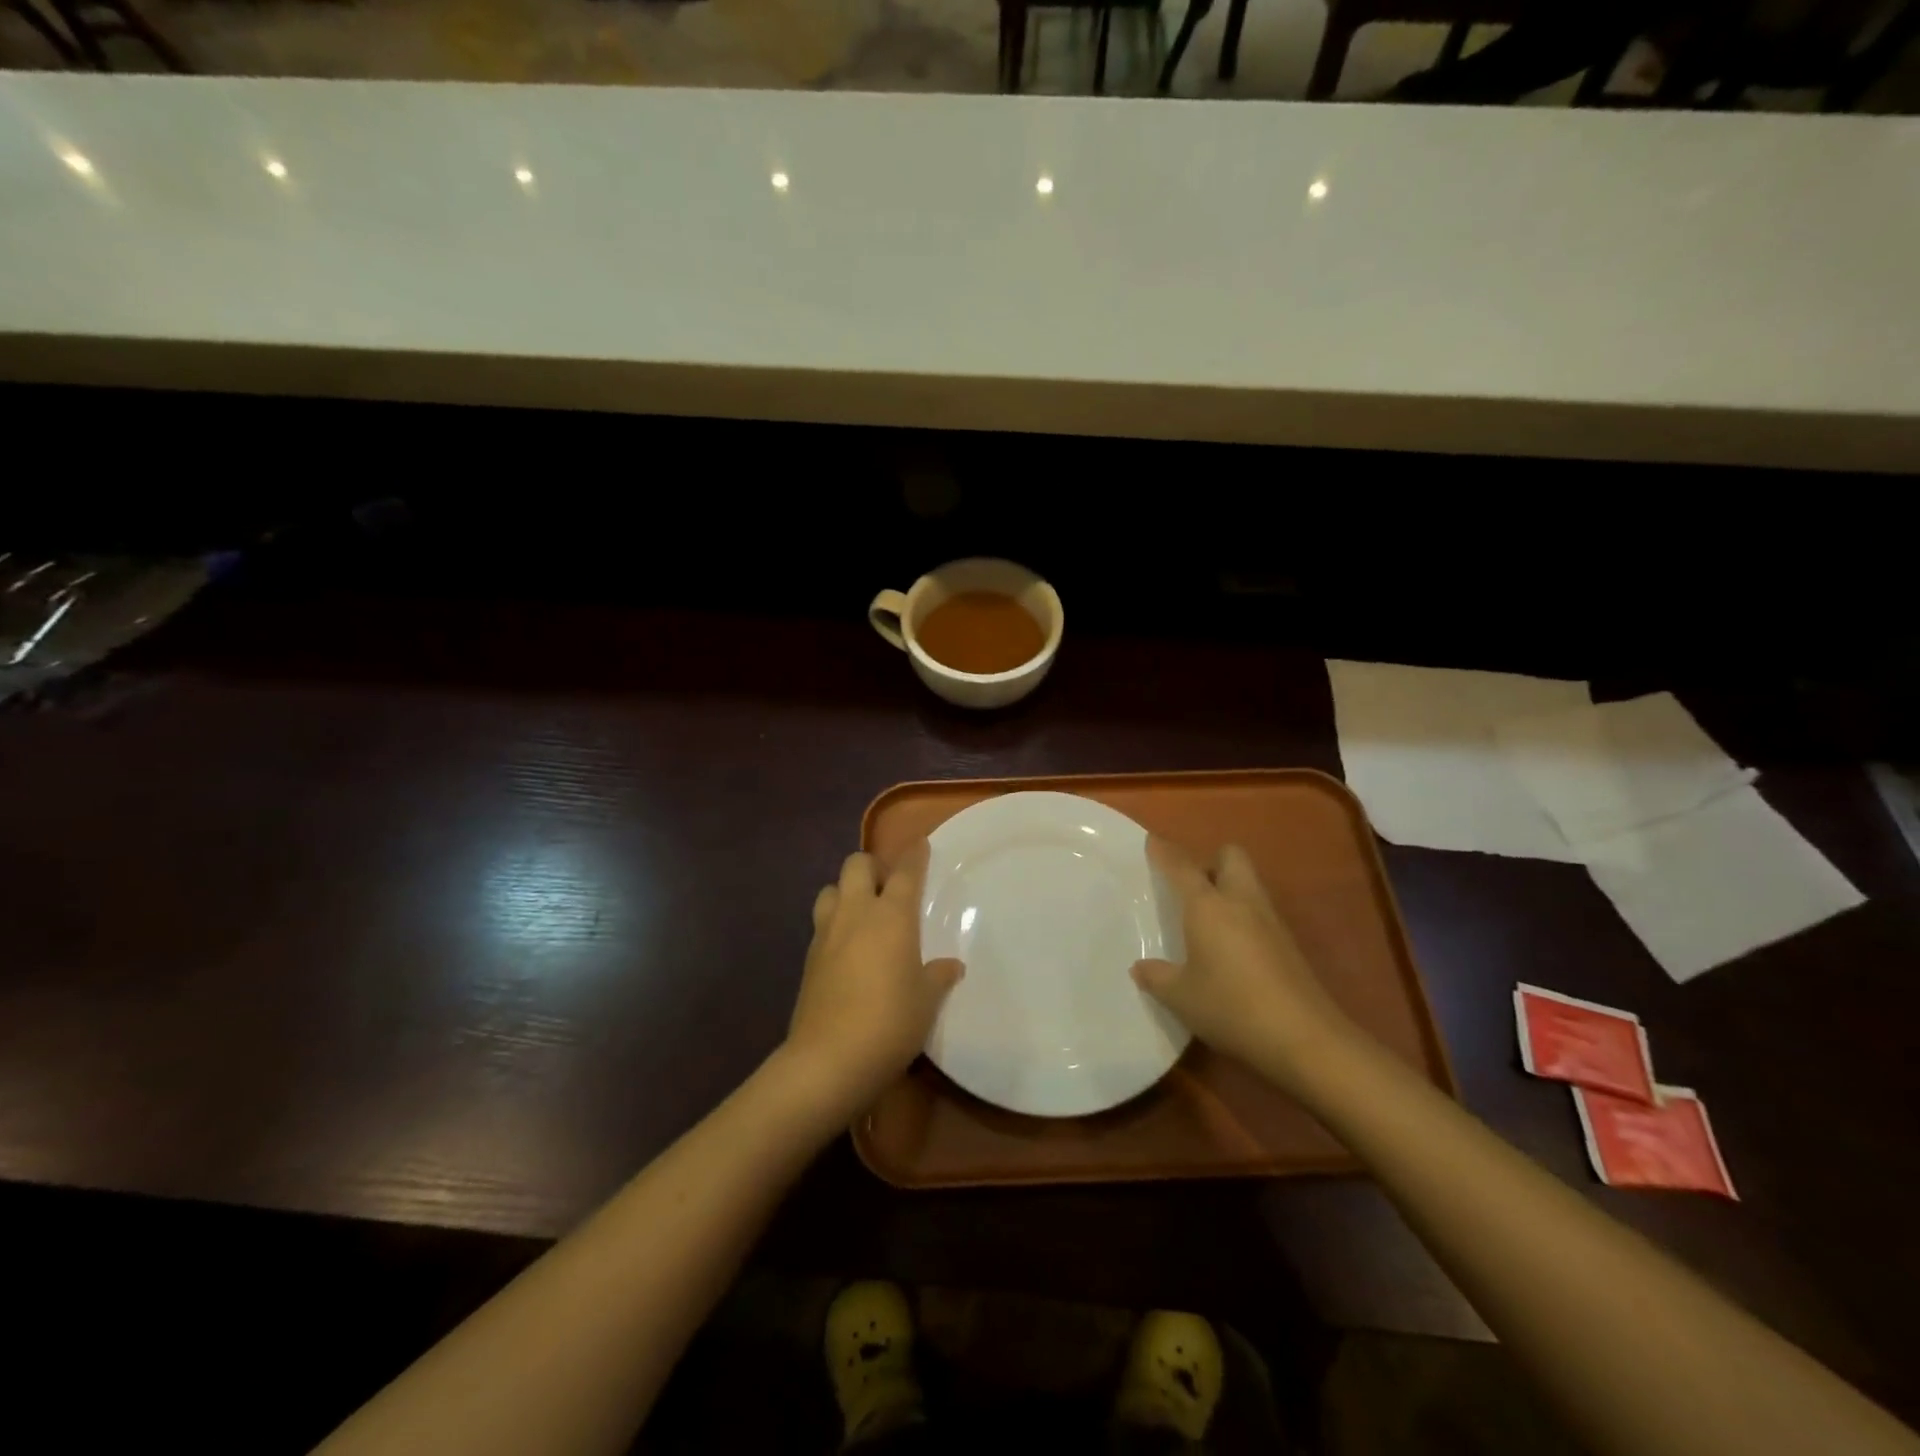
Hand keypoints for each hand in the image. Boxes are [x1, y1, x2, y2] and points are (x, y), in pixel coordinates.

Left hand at [785, 842, 962, 1111]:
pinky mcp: (808, 958)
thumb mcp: (926, 1001)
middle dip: (872, 866)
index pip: (904, 871)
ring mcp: (826, 934)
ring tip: (863, 914)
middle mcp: (855, 913)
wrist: (828, 1060)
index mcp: (891, 916)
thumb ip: (938, 976)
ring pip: (830, 890)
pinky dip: (835, 924)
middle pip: (856, 865)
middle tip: (888, 886)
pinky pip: (822, 924)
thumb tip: (951, 966)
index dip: (914, 855)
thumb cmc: (890, 1022)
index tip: (921, 844)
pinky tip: (848, 948)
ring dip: (846, 891)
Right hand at [1132, 838, 1358, 1092]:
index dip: (1165, 852)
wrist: (1304, 1039)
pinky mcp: (1288, 945)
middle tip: (1189, 888)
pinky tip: (1230, 949)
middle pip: (1230, 857)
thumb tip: (1140, 967)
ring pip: (1249, 884)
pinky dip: (1243, 917)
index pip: (1182, 867)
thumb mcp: (1180, 997)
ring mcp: (1270, 922)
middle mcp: (1241, 902)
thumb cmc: (1231, 1007)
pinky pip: (1259, 913)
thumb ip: (1157, 977)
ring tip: (1206, 919)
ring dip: (1229, 888)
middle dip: (1210, 861)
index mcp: (1208, 906)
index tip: (1152, 841)